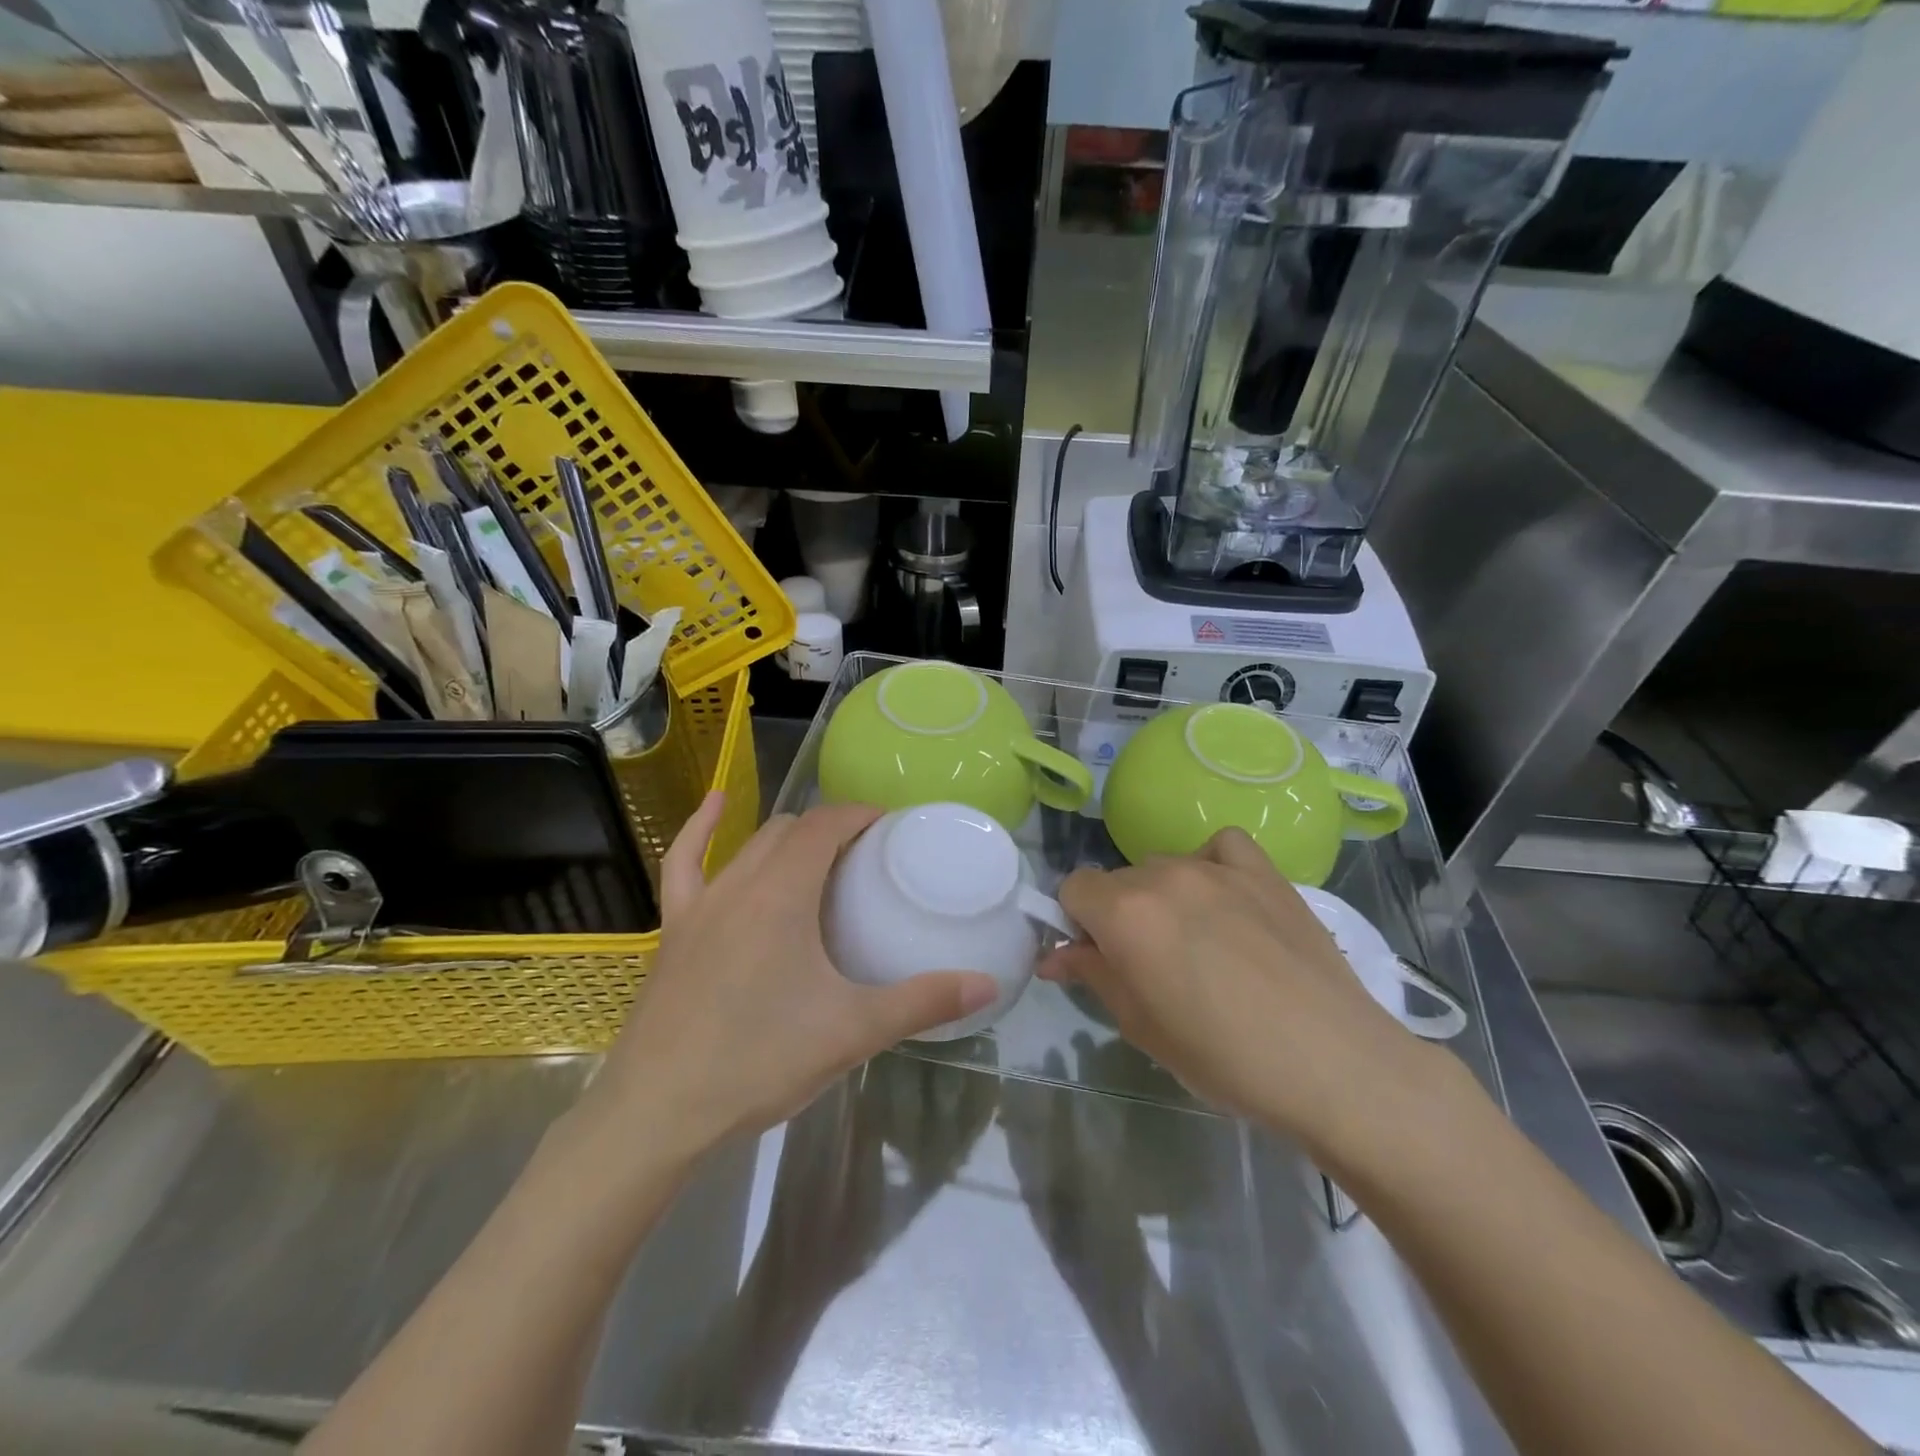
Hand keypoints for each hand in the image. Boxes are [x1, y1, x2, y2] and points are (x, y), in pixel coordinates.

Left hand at [575, 794, 999, 1163]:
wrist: (657, 1112)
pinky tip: (714, 806)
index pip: (826, 825)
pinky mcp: (674, 929)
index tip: (891, 826)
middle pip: (791, 831)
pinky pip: (683, 864)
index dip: (860, 814)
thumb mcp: (852, 1031)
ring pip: (750, 846)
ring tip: (819, 853)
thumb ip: (922, 1003)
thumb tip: (988, 985)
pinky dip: (701, 830)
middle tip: (867, 856)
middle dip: (831, 828)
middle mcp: (740, 882)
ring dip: (787, 838)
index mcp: (783, 892)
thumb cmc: (758, 1061)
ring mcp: (700, 904)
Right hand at [1041, 829, 1444, 1150]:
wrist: (1334, 1064)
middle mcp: (1163, 876)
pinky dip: (1212, 865)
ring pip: (1164, 867)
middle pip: (1118, 880)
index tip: (1099, 958)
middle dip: (1119, 916)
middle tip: (1150, 965)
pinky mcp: (1264, 871)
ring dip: (1163, 897)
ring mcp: (1217, 868)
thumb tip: (1054, 955)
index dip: (1077, 923)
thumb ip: (1092, 975)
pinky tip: (1227, 900)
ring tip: (1200, 942)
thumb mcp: (1141, 1026)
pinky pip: (1219, 847)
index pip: (1073, 888)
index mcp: (1125, 914)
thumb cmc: (1224, 1059)